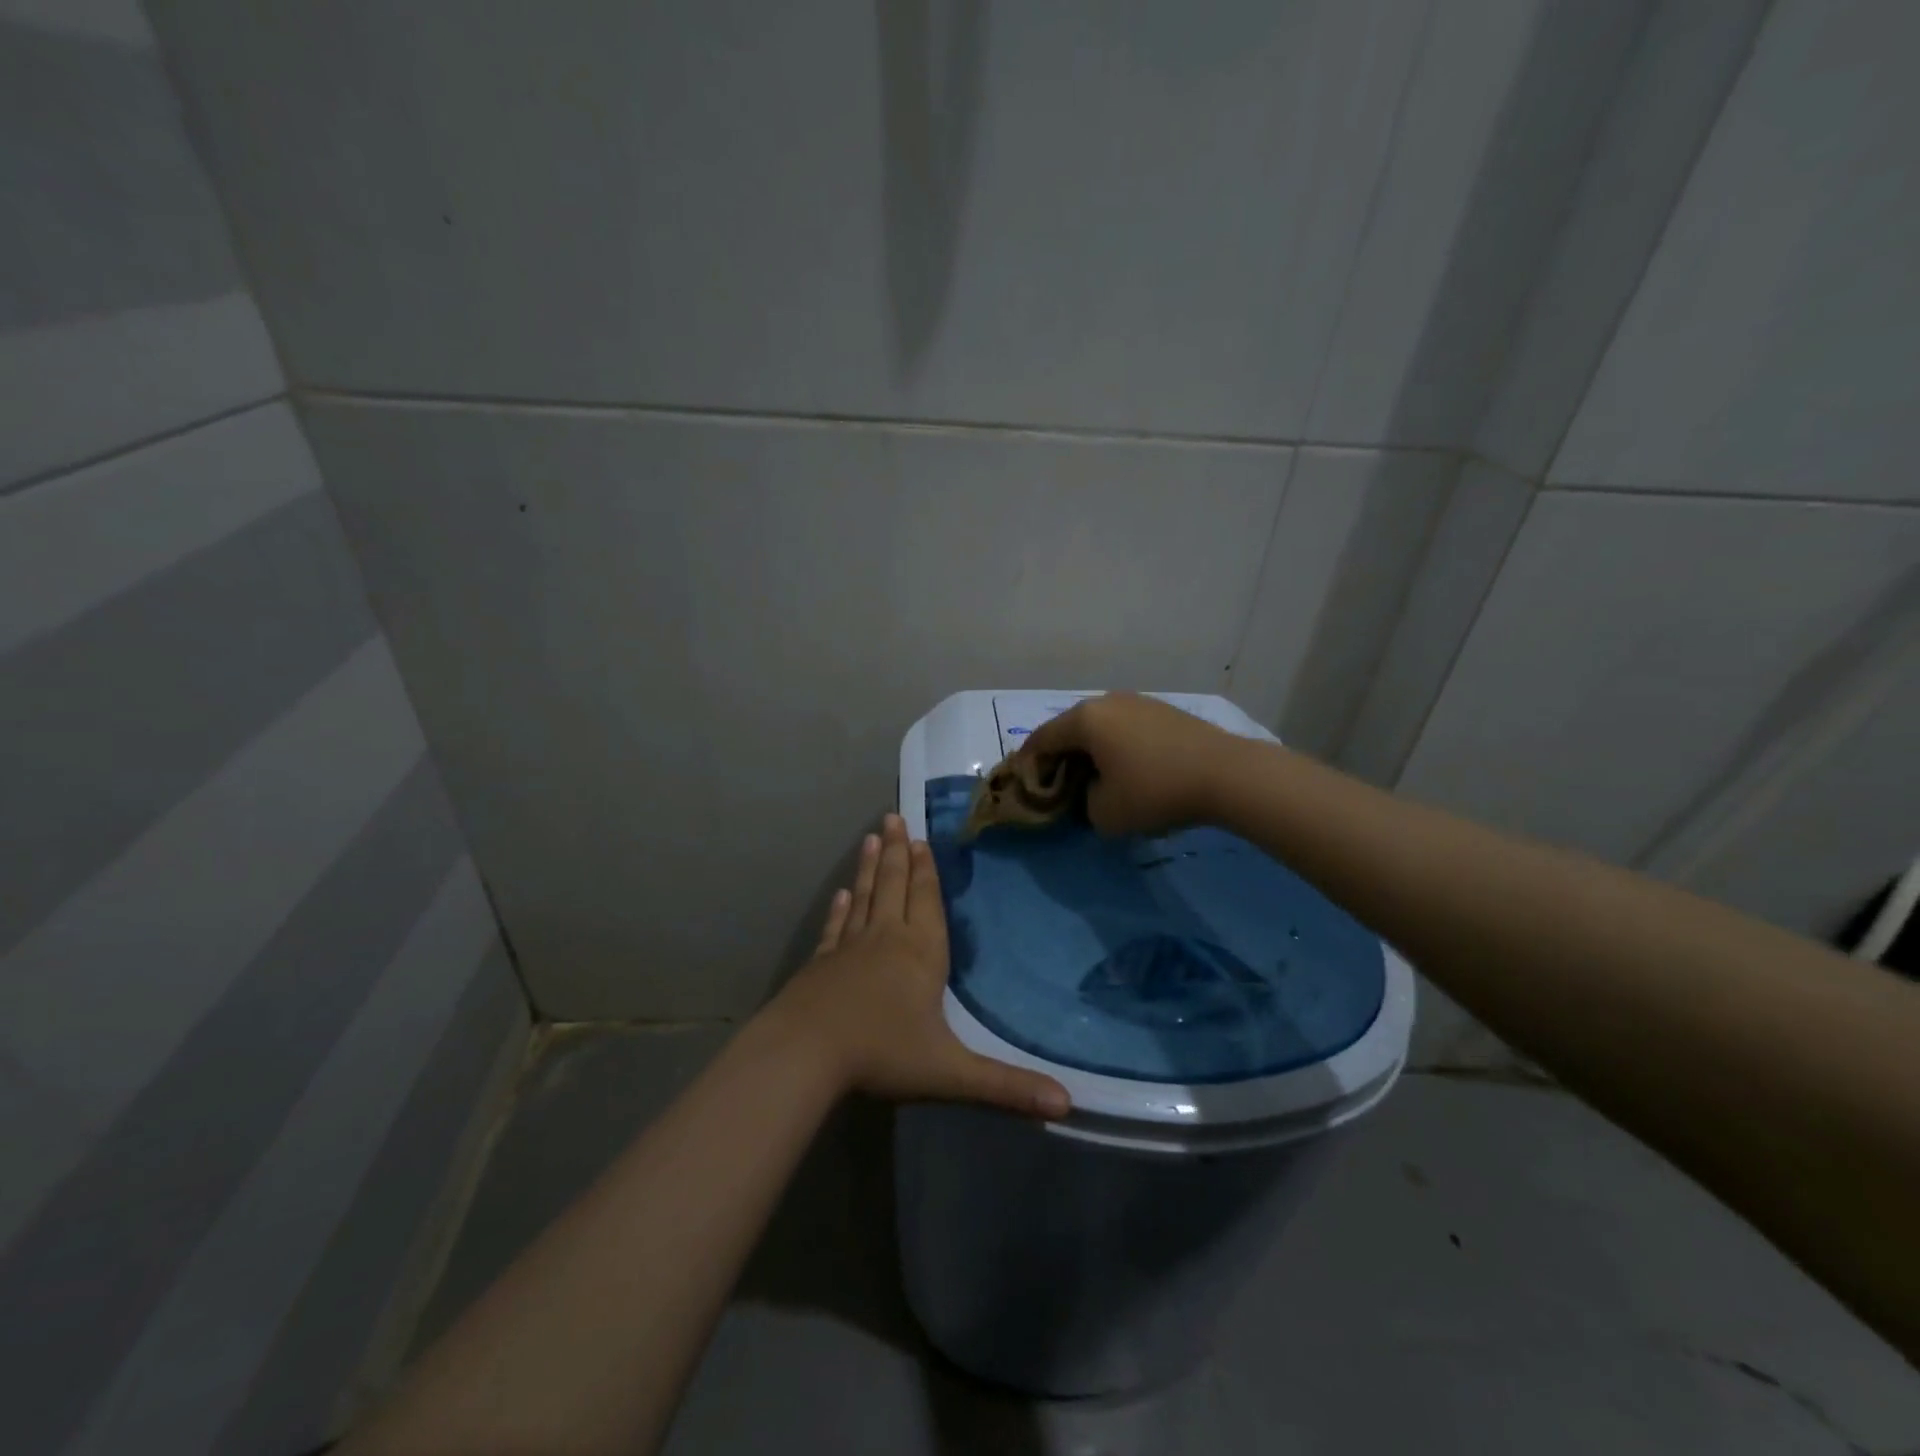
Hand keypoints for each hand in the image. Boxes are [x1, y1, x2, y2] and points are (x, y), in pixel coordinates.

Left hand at [767, 814, 1070, 1118]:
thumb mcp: (950, 1073)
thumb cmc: (881, 1054)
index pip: (927, 902)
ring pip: (864, 898)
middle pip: (893, 887)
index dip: (926, 871)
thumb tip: (1067, 1105)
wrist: (805, 1054)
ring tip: (871, 838)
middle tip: (893, 817)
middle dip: (897, 853)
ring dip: (869, 868)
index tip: (921, 839)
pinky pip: (836, 928)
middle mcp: (886, 940)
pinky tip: (841, 895)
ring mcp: (849, 949)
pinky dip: (840, 909)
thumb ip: (1006, 1087)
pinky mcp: (820, 964)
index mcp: (920, 954)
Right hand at [1020, 692, 1245, 835]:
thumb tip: (1093, 791)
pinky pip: (1126, 728)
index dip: (1028, 765)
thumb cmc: (1155, 792)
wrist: (1227, 774)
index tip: (1026, 787)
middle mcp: (1107, 701)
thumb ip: (1083, 803)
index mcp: (1084, 720)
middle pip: (1070, 730)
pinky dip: (1117, 747)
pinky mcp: (1164, 711)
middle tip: (1060, 786)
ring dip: (1091, 752)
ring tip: (1096, 779)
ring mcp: (1138, 702)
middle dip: (1061, 758)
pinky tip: (1129, 769)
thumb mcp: (1104, 814)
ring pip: (1100, 728)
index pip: (1041, 740)